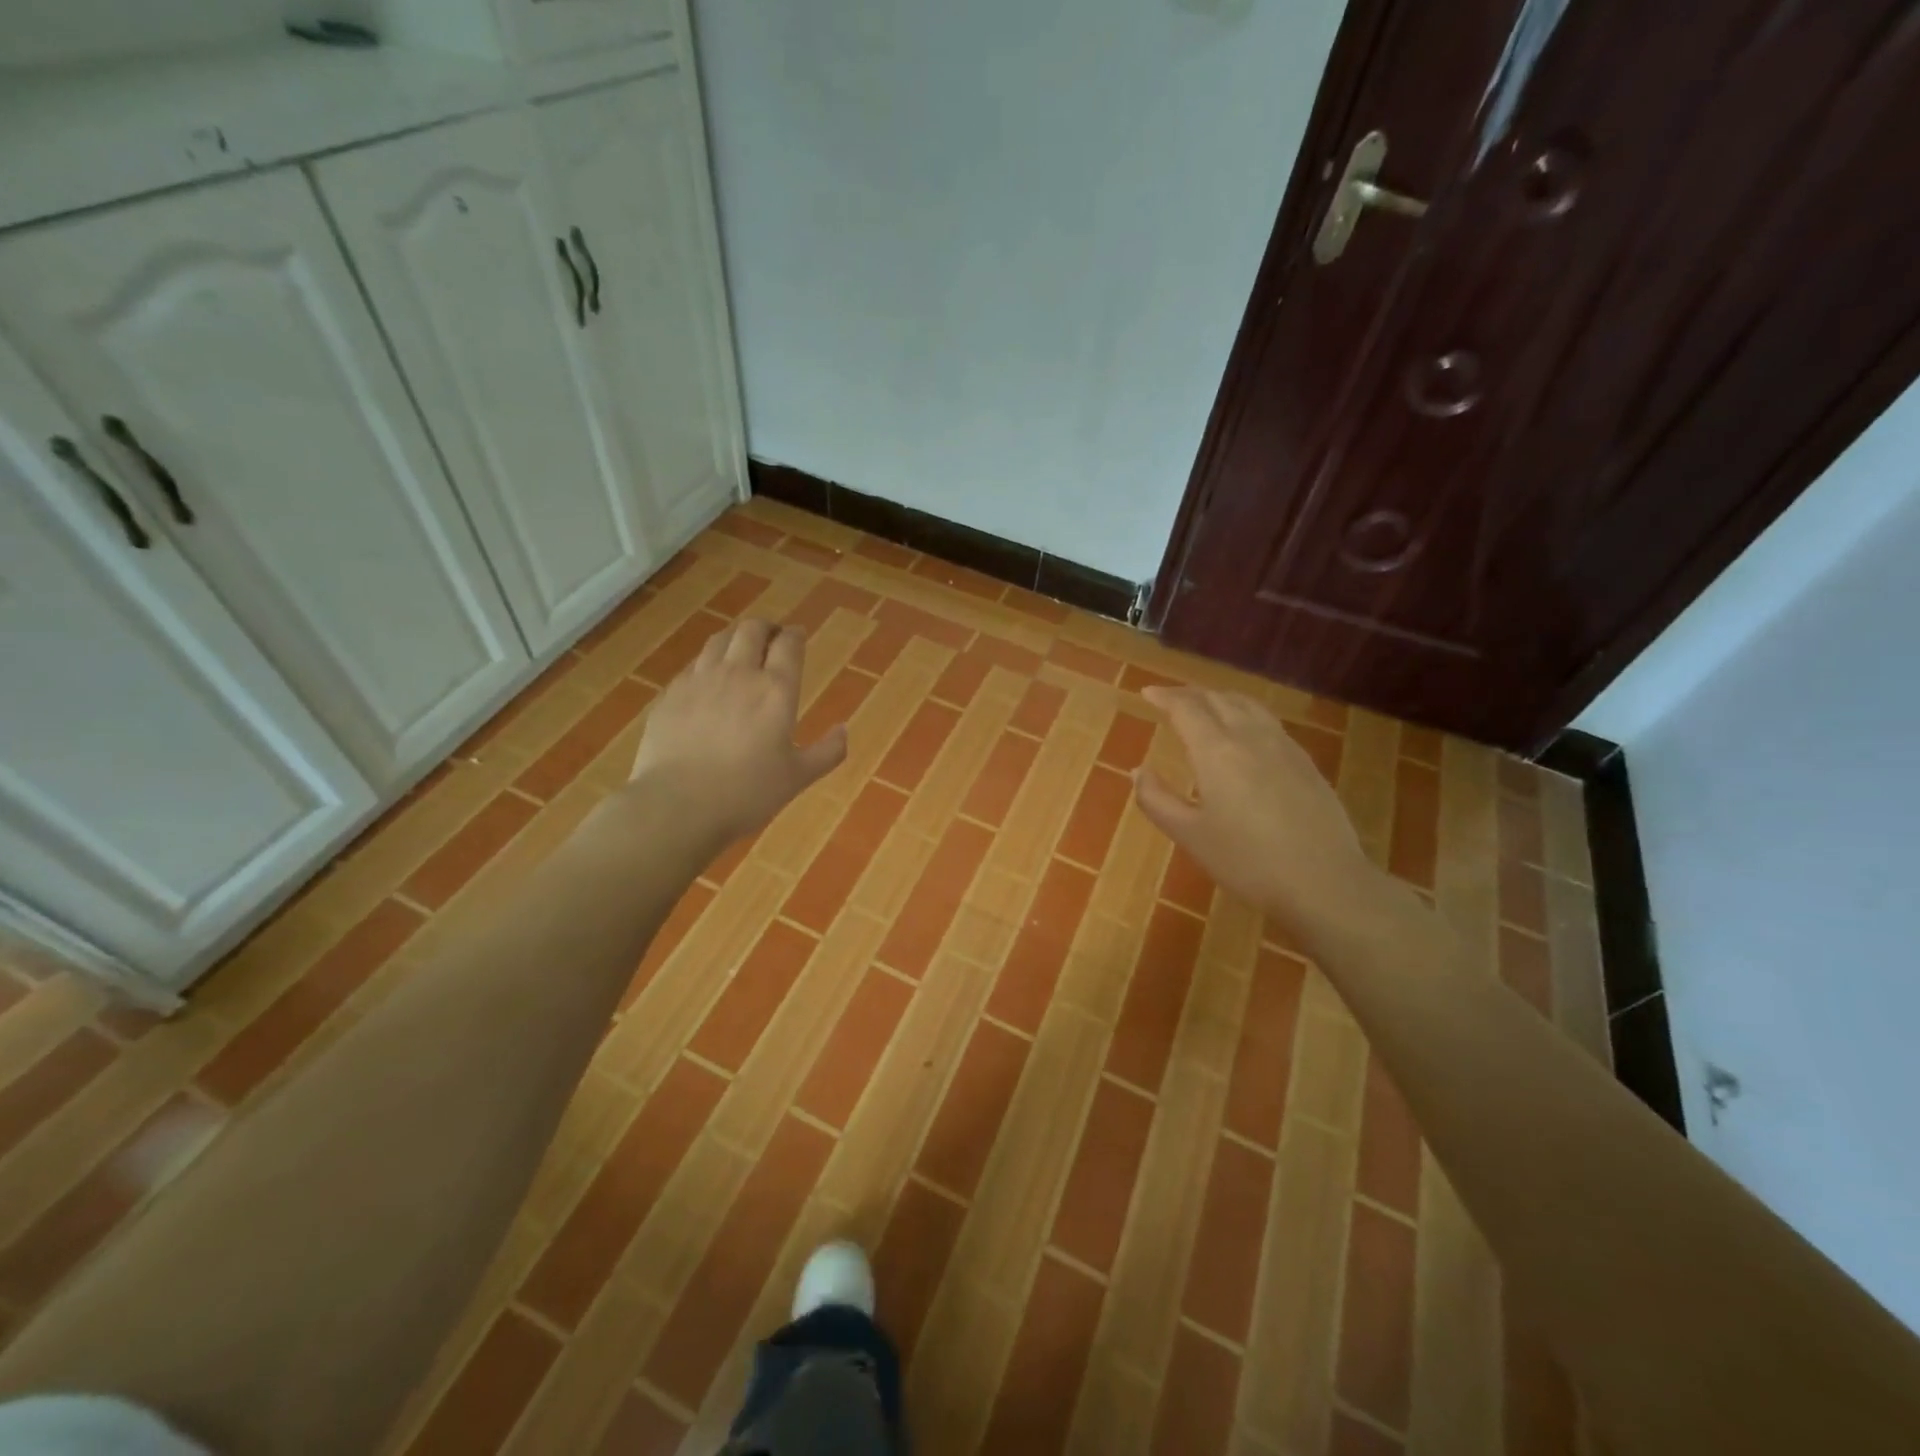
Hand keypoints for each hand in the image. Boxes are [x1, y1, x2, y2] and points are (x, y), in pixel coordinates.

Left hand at [629, 618, 847, 845]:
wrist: (678, 805)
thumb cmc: (747, 793)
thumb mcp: (798, 778)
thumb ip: (828, 752)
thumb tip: (844, 730)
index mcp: (776, 690)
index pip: (788, 644)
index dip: (795, 635)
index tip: (798, 636)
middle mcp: (738, 673)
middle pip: (751, 630)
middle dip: (765, 628)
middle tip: (771, 638)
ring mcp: (699, 680)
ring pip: (718, 639)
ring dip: (734, 638)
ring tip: (739, 650)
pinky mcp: (670, 694)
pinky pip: (692, 666)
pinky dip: (707, 664)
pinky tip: (707, 682)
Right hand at [1133, 686, 1381, 932]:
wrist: (1324, 882)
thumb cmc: (1247, 861)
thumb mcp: (1190, 835)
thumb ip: (1157, 800)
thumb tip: (1138, 771)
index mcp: (1216, 751)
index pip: (1186, 708)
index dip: (1164, 697)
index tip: (1147, 693)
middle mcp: (1250, 737)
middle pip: (1217, 699)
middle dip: (1190, 694)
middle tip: (1170, 698)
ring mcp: (1283, 747)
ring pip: (1248, 705)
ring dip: (1220, 698)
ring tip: (1206, 705)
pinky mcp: (1306, 763)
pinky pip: (1269, 721)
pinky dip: (1246, 713)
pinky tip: (1246, 732)